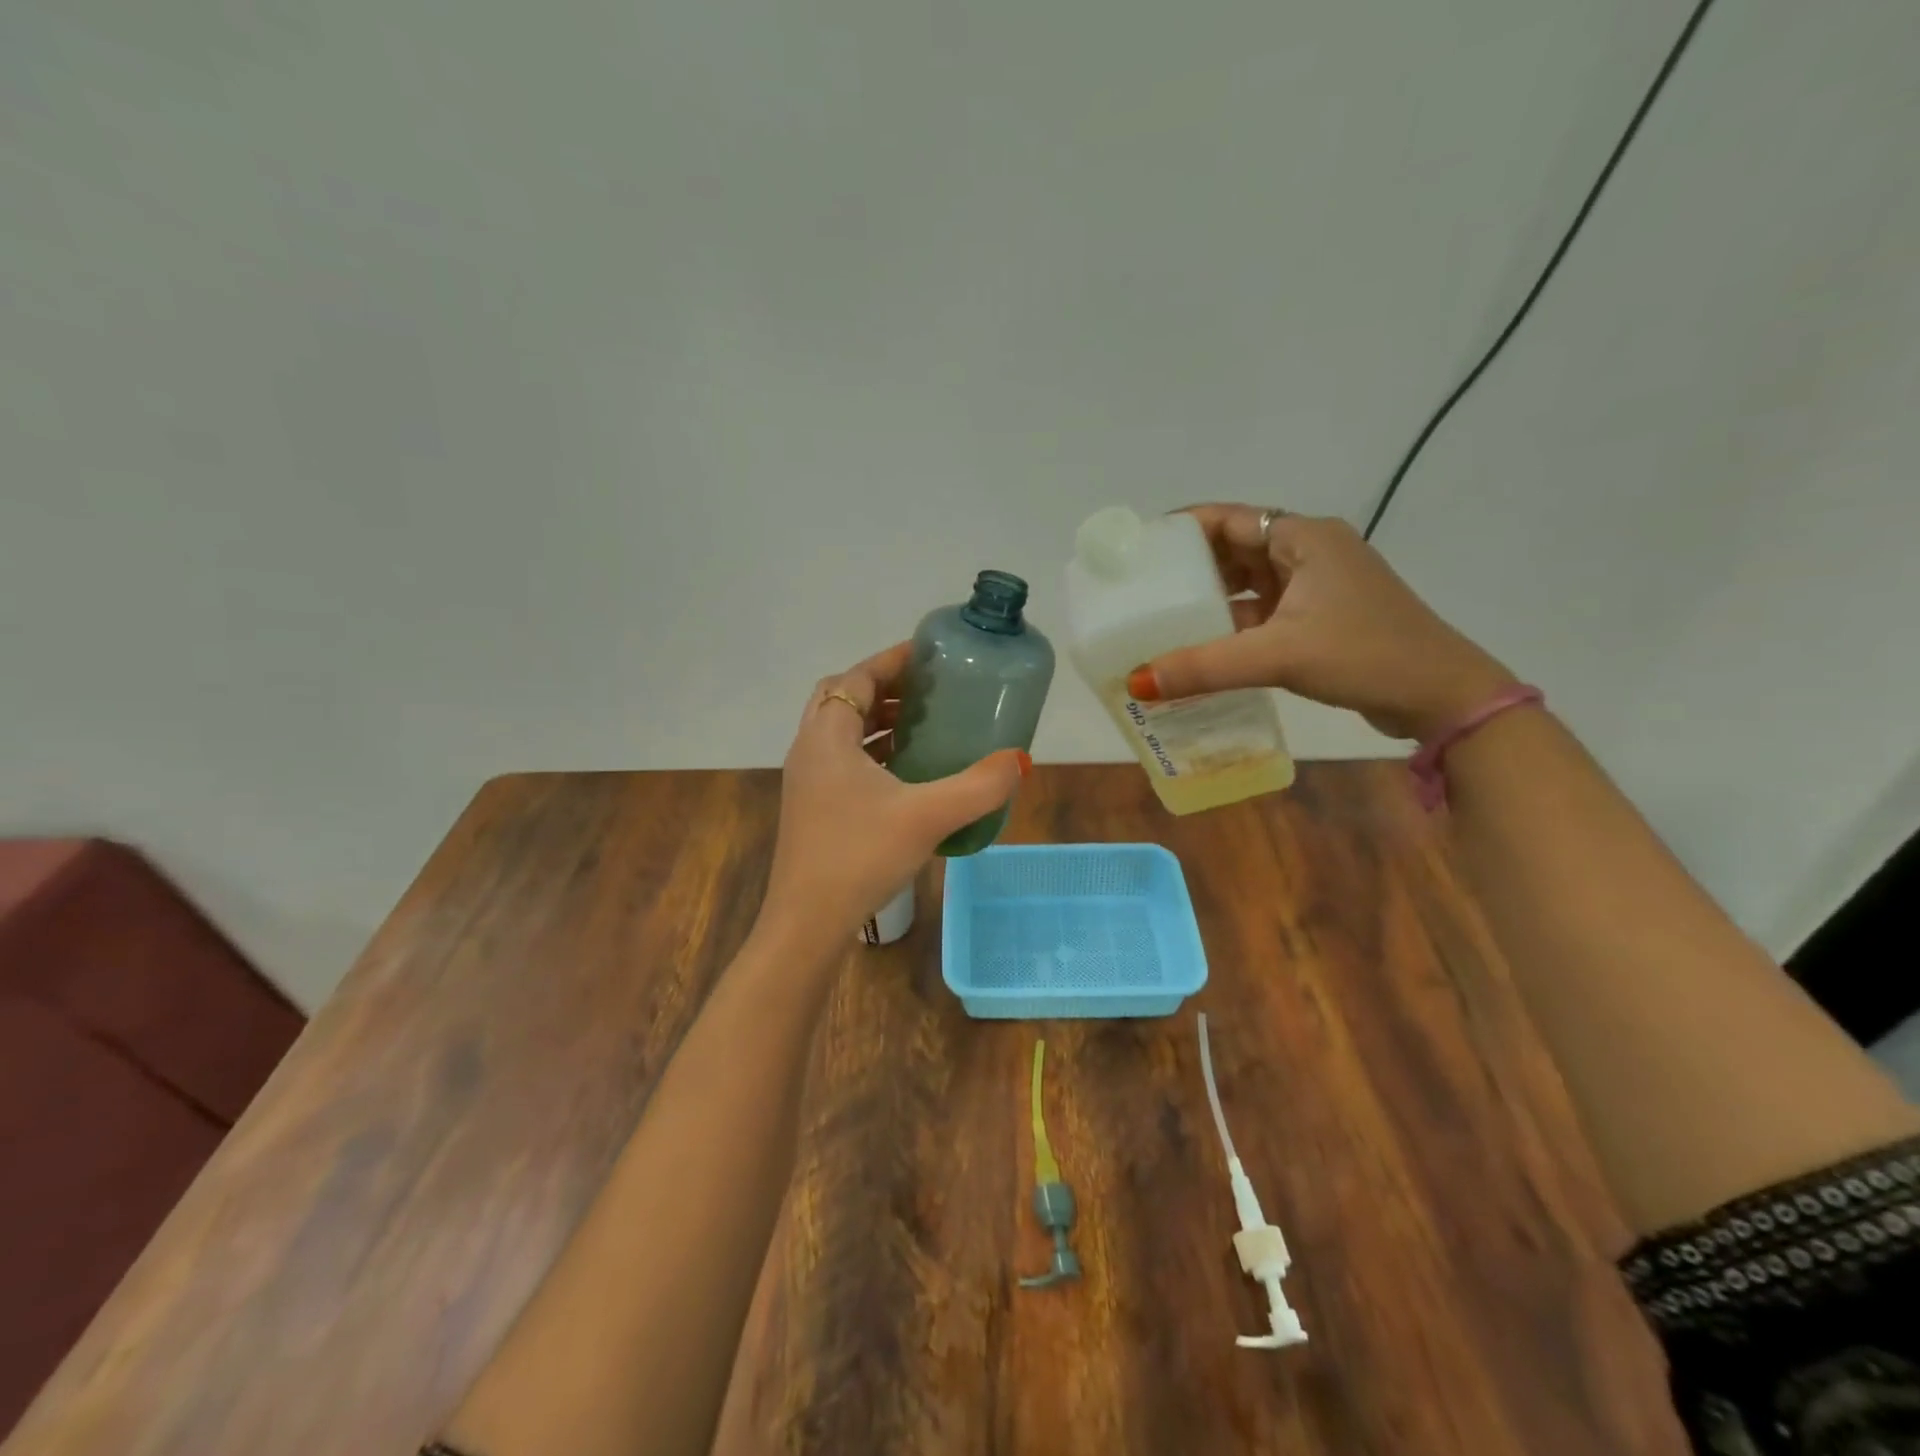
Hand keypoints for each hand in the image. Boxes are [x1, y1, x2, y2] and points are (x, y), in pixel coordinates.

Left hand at [758, 642, 1030, 949]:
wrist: (807, 922)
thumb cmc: (860, 856)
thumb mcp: (927, 817)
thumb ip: (978, 787)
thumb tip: (1019, 761)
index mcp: (827, 737)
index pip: (856, 677)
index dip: (891, 661)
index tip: (929, 655)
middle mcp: (810, 750)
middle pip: (844, 699)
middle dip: (885, 688)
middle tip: (928, 691)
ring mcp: (808, 782)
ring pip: (841, 732)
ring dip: (879, 721)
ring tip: (924, 725)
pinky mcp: (813, 808)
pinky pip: (843, 761)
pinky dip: (873, 752)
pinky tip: (907, 774)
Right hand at [1127, 505, 1515, 740]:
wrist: (1441, 696)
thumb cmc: (1365, 654)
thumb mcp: (1278, 655)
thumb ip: (1205, 666)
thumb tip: (1136, 682)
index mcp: (1305, 538)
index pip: (1229, 518)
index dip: (1182, 528)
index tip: (1141, 549)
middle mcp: (1310, 553)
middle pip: (1236, 550)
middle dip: (1190, 568)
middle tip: (1142, 589)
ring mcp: (1318, 587)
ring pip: (1249, 585)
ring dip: (1211, 601)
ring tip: (1162, 619)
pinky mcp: (1321, 620)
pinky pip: (1262, 614)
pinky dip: (1233, 627)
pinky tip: (1202, 648)